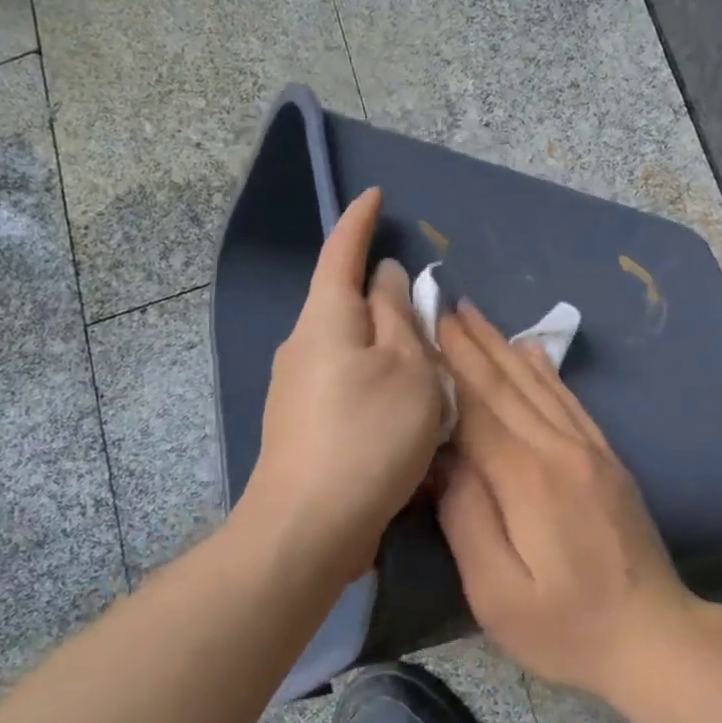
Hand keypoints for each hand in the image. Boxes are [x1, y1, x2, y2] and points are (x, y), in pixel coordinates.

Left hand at [238, 188, 442, 586]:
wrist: (309, 526)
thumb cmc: (369, 436)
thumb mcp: (407, 368)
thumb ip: (399, 316)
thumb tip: (385, 278)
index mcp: (326, 319)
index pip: (341, 252)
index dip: (359, 221)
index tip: (374, 196)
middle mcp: (303, 344)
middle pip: (344, 301)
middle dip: (380, 292)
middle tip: (424, 299)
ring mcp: (296, 387)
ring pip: (349, 345)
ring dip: (384, 342)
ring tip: (424, 360)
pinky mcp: (302, 423)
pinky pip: (345, 380)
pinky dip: (375, 377)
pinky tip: (400, 404)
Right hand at [435, 301, 694, 696]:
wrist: (655, 637)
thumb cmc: (567, 627)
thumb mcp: (498, 593)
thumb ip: (466, 519)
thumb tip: (444, 459)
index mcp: (528, 478)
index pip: (476, 410)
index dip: (446, 369)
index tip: (423, 329)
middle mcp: (560, 450)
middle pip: (507, 386)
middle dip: (472, 344)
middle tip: (444, 304)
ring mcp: (590, 451)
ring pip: (539, 386)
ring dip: (503, 348)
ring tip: (477, 316)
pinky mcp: (608, 461)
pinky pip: (571, 403)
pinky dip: (547, 372)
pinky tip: (533, 352)